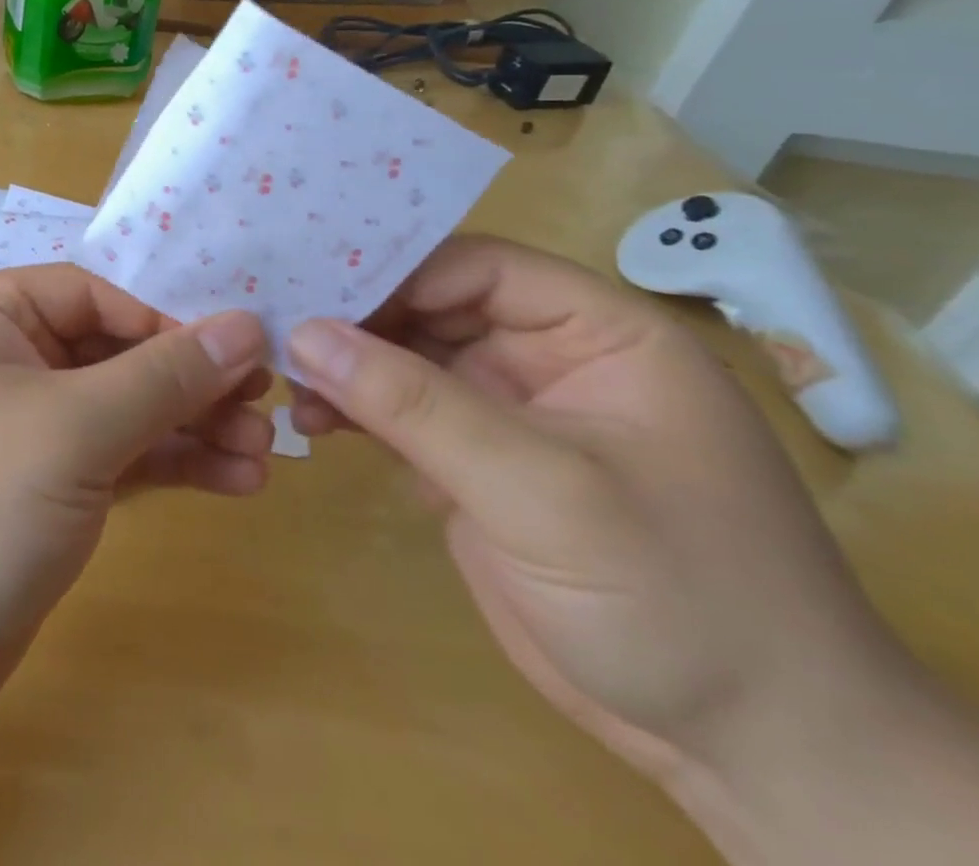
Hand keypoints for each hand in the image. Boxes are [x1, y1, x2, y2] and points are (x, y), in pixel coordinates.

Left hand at [0, 264, 270, 737]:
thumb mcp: (71, 427)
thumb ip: (161, 376)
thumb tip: (244, 325)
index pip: (92, 294)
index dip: (164, 319)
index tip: (235, 351)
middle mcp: (1, 362)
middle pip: (112, 353)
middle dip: (187, 382)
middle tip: (265, 407)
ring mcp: (20, 431)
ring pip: (118, 412)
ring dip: (188, 430)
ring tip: (262, 456)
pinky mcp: (37, 492)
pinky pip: (111, 461)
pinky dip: (165, 468)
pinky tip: (231, 482)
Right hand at [284, 236, 918, 791]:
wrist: (743, 751)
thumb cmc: (674, 595)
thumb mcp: (541, 489)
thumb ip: (416, 406)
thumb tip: (304, 333)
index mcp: (596, 334)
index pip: (478, 267)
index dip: (395, 269)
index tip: (312, 284)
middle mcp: (547, 359)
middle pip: (430, 308)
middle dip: (356, 318)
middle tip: (275, 324)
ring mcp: (506, 414)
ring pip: (406, 361)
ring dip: (346, 367)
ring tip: (283, 378)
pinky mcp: (473, 465)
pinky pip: (400, 416)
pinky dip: (354, 412)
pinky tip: (310, 421)